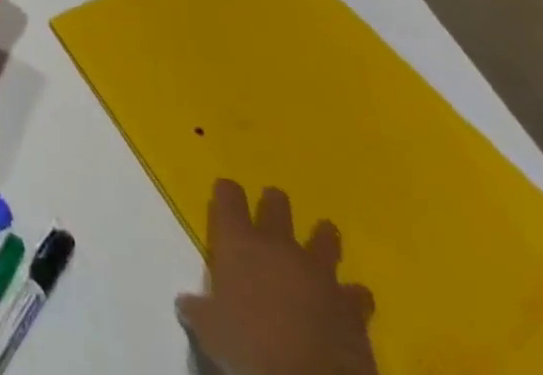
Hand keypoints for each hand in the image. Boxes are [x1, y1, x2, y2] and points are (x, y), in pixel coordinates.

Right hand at [177, 181, 377, 374]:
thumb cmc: (249, 348)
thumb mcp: (210, 331)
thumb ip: (198, 311)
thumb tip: (185, 304)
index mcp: (239, 241)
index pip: (229, 194)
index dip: (227, 193)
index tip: (226, 199)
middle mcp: (278, 244)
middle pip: (277, 203)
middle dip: (275, 205)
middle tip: (273, 214)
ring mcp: (319, 272)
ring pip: (324, 237)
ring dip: (322, 239)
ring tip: (321, 243)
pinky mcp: (352, 305)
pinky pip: (357, 293)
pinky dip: (352, 297)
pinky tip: (349, 305)